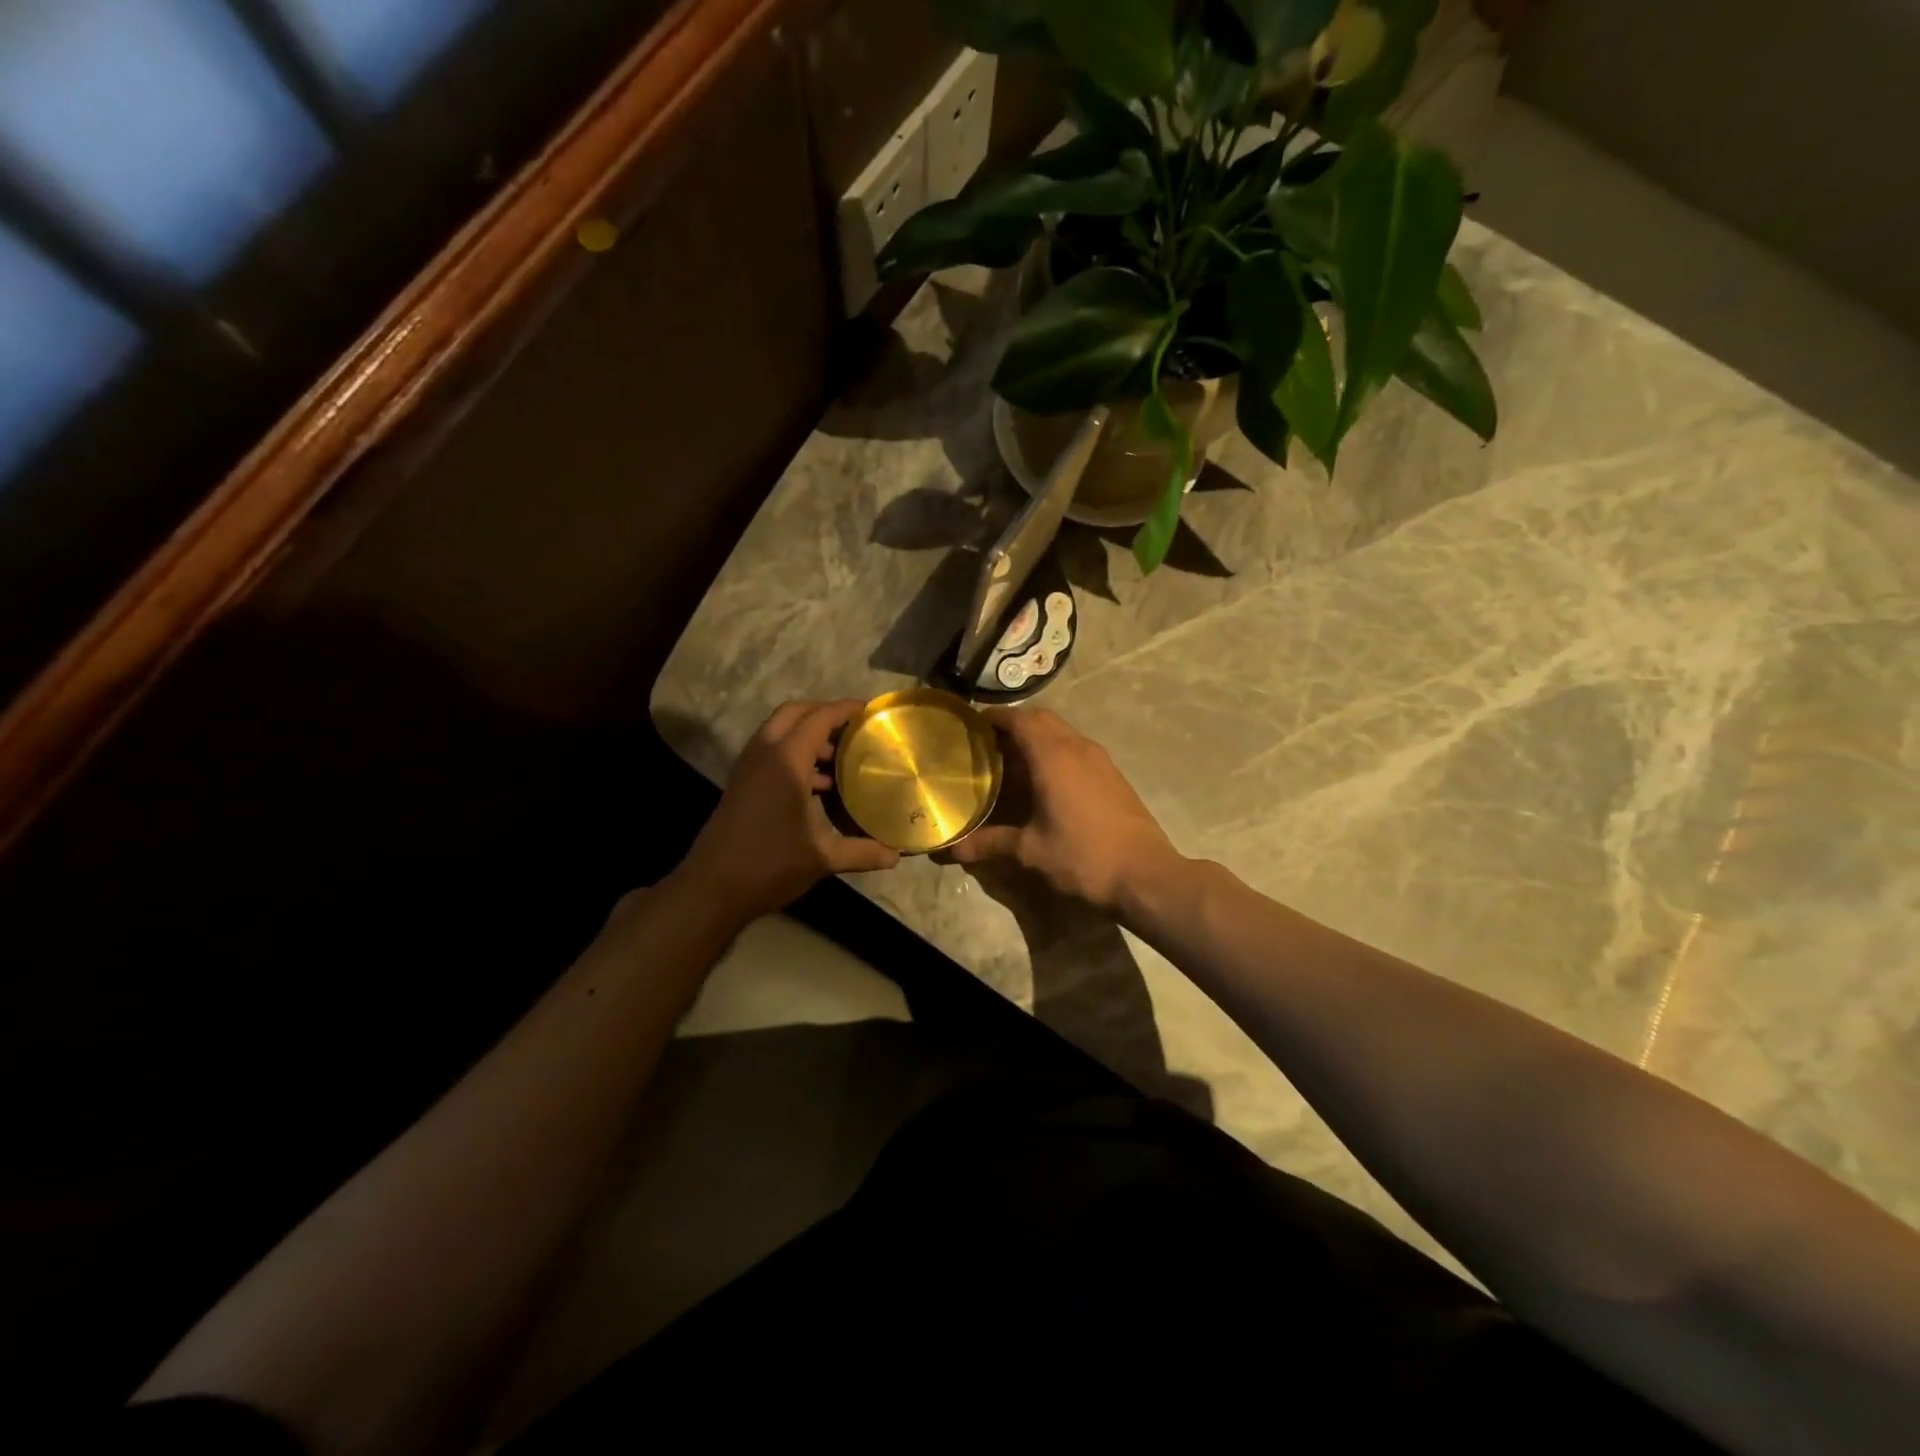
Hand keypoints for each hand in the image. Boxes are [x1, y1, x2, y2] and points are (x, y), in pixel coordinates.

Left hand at [678, 700, 899, 922]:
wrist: (712, 888)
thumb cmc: (769, 865)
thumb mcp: (822, 858)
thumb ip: (862, 852)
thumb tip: (896, 856)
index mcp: (786, 761)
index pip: (819, 718)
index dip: (845, 709)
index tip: (871, 711)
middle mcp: (764, 754)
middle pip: (795, 713)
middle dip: (825, 713)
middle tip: (855, 728)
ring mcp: (748, 767)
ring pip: (779, 731)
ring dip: (808, 734)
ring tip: (841, 756)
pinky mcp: (742, 783)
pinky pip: (771, 751)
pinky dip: (795, 752)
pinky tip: (818, 784)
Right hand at [947, 708, 1180, 916]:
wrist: (1145, 874)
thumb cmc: (1083, 857)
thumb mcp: (1031, 851)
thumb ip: (991, 842)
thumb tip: (954, 849)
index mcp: (1053, 757)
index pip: (1020, 719)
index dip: (995, 717)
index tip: (973, 724)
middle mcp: (1077, 748)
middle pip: (1042, 719)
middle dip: (1015, 724)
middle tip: (989, 744)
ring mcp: (1100, 759)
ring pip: (1063, 732)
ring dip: (1038, 737)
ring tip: (1013, 762)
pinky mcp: (1113, 774)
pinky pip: (1078, 748)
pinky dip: (1057, 752)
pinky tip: (1046, 782)